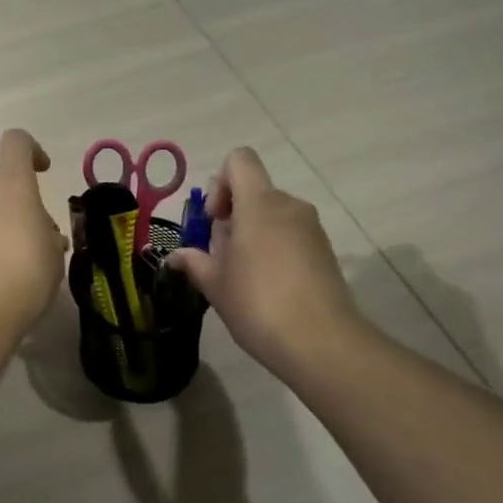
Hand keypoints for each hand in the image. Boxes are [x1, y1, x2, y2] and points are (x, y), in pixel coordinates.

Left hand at [0, 130, 67, 342]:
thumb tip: (42, 233)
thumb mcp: (54, 255)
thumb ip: (49, 235)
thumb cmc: (24, 277)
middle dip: (20, 206)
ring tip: (18, 266)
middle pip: (1, 185)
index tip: (43, 171)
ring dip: (1, 228)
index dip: (32, 151)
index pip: (17, 143)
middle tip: (38, 241)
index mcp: (10, 185)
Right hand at [164, 148, 367, 377]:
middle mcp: (289, 206)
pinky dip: (274, 249)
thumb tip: (177, 257)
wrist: (321, 342)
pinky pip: (291, 235)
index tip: (215, 220)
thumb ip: (194, 262)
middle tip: (222, 257)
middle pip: (254, 191)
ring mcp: (312, 228)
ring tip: (244, 276)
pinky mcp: (325, 251)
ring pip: (273, 215)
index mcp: (259, 203)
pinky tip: (268, 287)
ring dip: (253, 234)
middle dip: (233, 216)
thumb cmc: (257, 303)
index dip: (220, 183)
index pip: (239, 160)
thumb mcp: (215, 284)